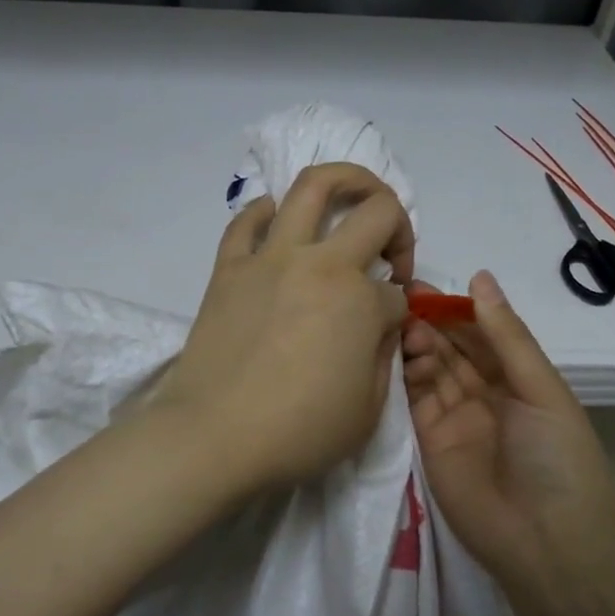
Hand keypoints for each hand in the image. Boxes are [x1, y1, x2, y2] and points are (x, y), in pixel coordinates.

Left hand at [157, 164, 415, 494]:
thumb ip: (384, 356)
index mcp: (361, 300)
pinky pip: (247, 220)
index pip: (396, 291)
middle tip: (392, 250)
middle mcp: (321, 264)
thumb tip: (380, 326)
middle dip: (398, 224)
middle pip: (376, 211)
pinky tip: (278, 221)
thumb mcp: (368, 409)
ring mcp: (270, 259)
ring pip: (311, 187)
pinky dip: (267, 211)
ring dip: (344, 179)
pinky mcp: (229, 267)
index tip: (387, 331)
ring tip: (352, 194)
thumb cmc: (298, 432)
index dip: (400, 310)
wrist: (214, 436)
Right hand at [401, 271, 614, 589]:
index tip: (425, 286)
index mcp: (519, 380)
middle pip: (452, 350)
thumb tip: (480, 277)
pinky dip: (401, 376)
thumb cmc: (557, 458)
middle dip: (430, 323)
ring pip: (429, 371)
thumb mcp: (541, 389)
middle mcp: (484, 395)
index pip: (482, 334)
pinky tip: (389, 352)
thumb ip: (507, 336)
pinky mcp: (428, 443)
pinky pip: (412, 402)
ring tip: (398, 325)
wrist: (546, 543)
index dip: (456, 310)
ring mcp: (454, 419)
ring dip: (415, 346)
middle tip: (399, 299)